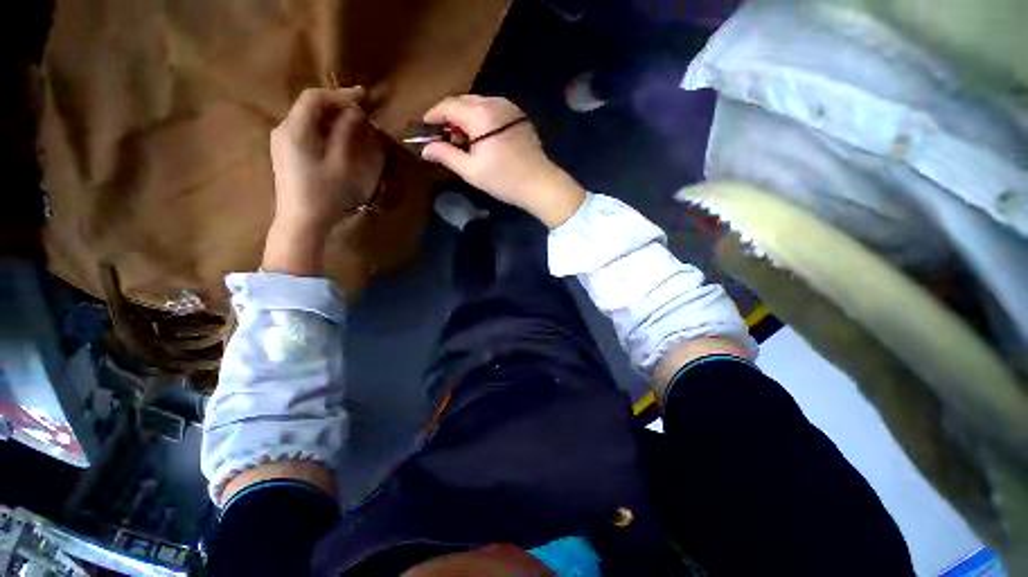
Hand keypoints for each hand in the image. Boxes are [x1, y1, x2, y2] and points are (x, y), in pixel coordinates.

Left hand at [263, 87, 385, 275]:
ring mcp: (281, 141)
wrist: (301, 221)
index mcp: (295, 130)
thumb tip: (355, 113)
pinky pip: (305, 129)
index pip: (315, 98)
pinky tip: (337, 136)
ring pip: (307, 117)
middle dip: (336, 104)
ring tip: (353, 123)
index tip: (364, 97)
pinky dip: (323, 127)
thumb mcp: (341, 165)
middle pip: (309, 105)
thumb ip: (346, 135)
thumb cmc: (324, 195)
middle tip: (361, 111)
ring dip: (330, 116)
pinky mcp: (285, 152)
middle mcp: (284, 129)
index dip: (340, 94)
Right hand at [421, 95, 585, 228]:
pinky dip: (480, 120)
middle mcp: (494, 102)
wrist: (540, 184)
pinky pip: (492, 110)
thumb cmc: (504, 180)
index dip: (432, 116)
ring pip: (478, 105)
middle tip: (442, 138)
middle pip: (462, 102)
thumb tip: (425, 149)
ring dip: (465, 118)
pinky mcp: (518, 116)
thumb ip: (446, 155)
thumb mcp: (471, 171)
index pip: (448, 105)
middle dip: (449, 117)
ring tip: (461, 140)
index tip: (424, 129)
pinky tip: (480, 138)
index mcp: (480, 114)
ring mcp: (509, 107)